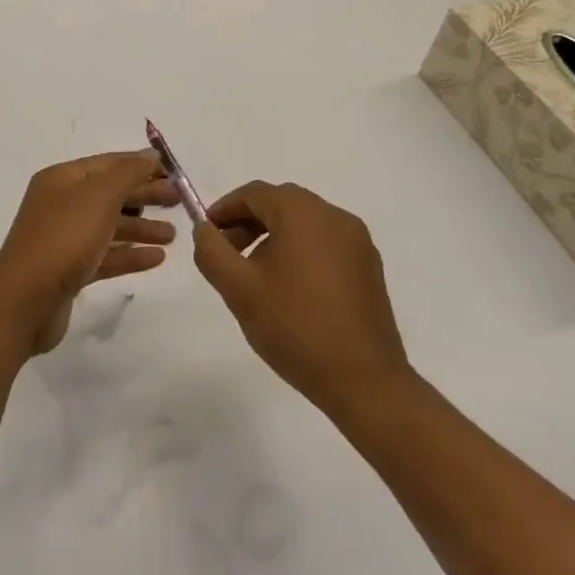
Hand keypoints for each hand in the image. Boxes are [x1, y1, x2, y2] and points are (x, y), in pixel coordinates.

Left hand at [0, 150, 178, 353]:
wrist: (25, 301)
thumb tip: (150, 154)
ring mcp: (63, 239)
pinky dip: (129, 255)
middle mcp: (60, 204)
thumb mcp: (99, 197)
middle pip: (110, 194)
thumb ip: (128, 173)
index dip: (140, 165)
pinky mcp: (69, 270)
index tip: (174, 172)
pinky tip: (157, 258)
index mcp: (61, 180)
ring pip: (109, 226)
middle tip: (179, 201)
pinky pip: (105, 256)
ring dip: (141, 227)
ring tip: (172, 235)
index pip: (108, 164)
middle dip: (144, 195)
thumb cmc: (63, 239)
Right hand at [192, 181, 411, 418]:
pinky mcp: (369, 267)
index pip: (255, 193)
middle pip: (281, 204)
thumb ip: (212, 251)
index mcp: (304, 214)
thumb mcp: (238, 288)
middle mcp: (335, 217)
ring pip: (304, 223)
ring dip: (273, 236)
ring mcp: (358, 242)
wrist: (364, 381)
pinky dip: (300, 250)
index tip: (207, 234)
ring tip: (255, 275)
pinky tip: (289, 288)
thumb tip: (204, 229)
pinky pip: (325, 243)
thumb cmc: (294, 327)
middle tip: (227, 254)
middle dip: (248, 222)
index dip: (225, 208)